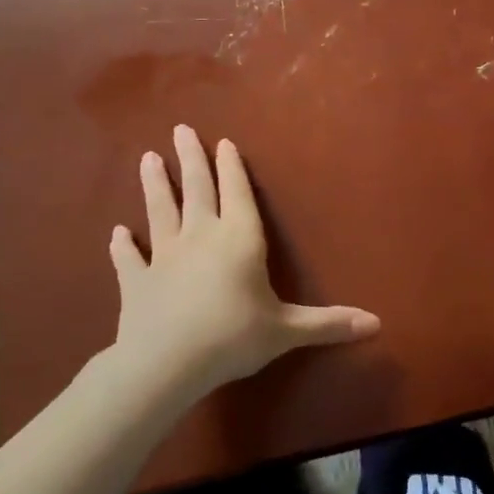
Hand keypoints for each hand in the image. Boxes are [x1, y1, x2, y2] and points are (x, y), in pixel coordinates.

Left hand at [105, 125, 379, 403]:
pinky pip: (128, 258)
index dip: (232, 168)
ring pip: (160, 212)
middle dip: (191, 159)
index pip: (237, 194)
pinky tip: (116, 233)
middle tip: (181, 130)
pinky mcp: (136, 282)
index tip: (223, 143)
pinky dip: (122, 246)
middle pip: (196, 190)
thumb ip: (329, 324)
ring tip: (147, 159)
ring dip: (154, 186)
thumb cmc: (234, 338)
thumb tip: (377, 324)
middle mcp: (201, 237)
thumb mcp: (288, 331)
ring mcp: (164, 257)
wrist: (165, 364)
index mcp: (239, 240)